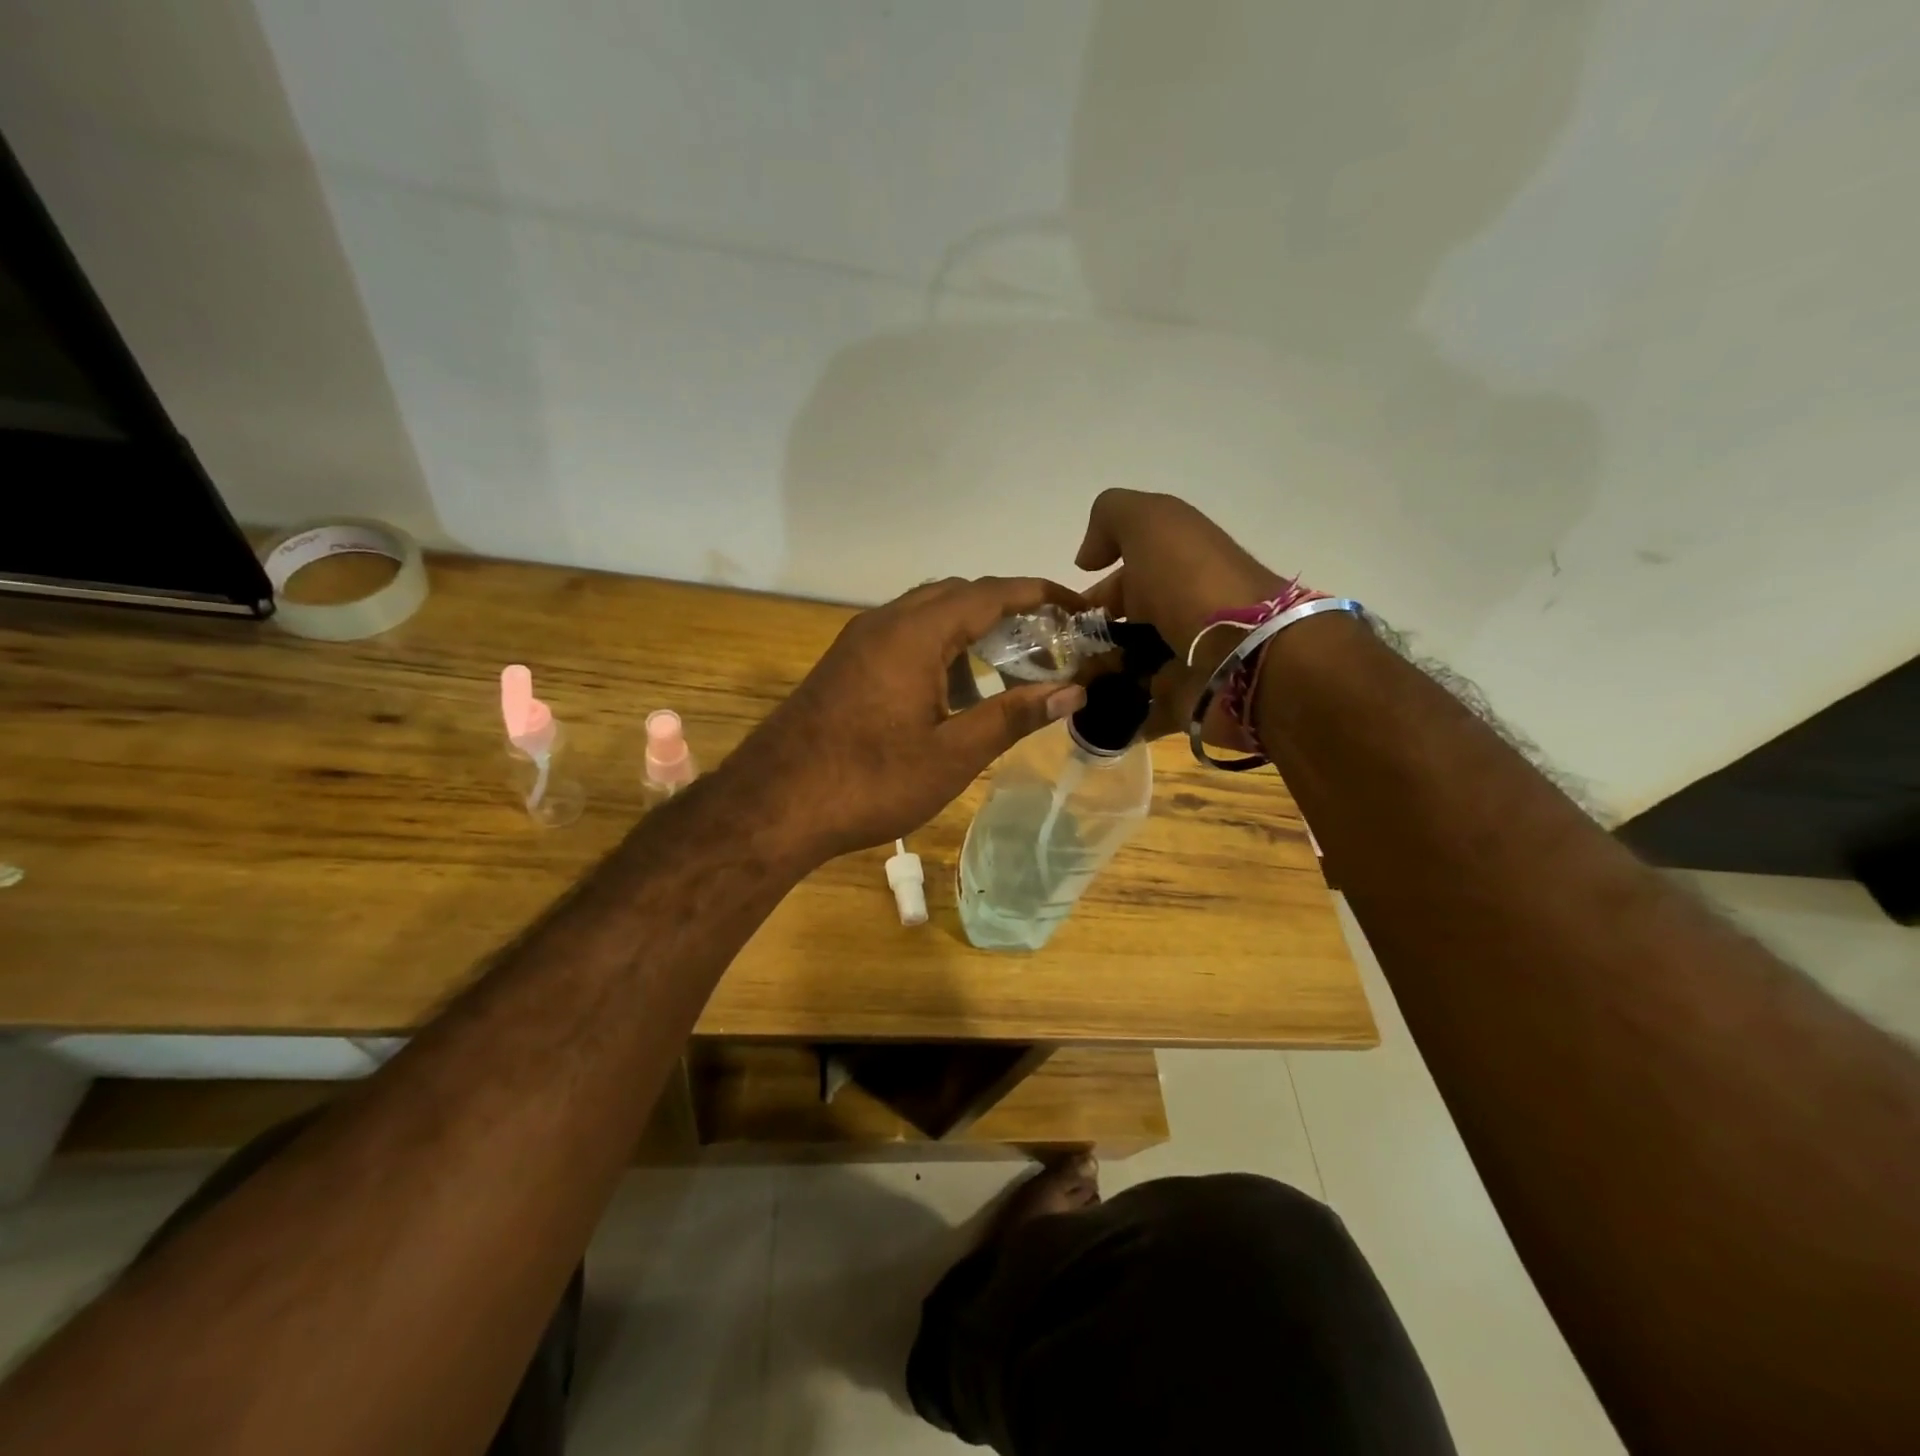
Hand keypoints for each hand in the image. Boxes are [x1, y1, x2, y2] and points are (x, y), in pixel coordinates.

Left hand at [734, 578, 1088, 863]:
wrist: (772, 806)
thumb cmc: (869, 782)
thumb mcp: (952, 754)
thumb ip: (1013, 717)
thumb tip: (1073, 690)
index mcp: (915, 633)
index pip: (991, 593)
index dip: (1040, 595)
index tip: (1079, 608)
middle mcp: (884, 622)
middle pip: (958, 594)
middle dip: (1007, 609)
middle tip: (1049, 642)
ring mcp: (858, 642)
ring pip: (927, 614)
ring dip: (971, 629)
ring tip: (1009, 666)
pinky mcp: (844, 664)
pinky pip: (903, 636)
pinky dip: (939, 647)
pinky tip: (953, 689)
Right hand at [1076, 490, 1285, 739]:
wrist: (1247, 654)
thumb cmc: (1193, 583)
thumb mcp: (1151, 523)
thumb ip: (1111, 518)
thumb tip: (1086, 559)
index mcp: (1171, 569)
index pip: (1118, 582)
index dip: (1084, 598)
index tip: (1055, 621)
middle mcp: (1176, 612)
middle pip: (1118, 630)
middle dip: (1083, 644)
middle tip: (1055, 662)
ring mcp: (1182, 661)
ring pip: (1124, 672)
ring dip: (1093, 681)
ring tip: (1063, 693)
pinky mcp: (1183, 702)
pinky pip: (1141, 712)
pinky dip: (1115, 716)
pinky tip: (1086, 717)